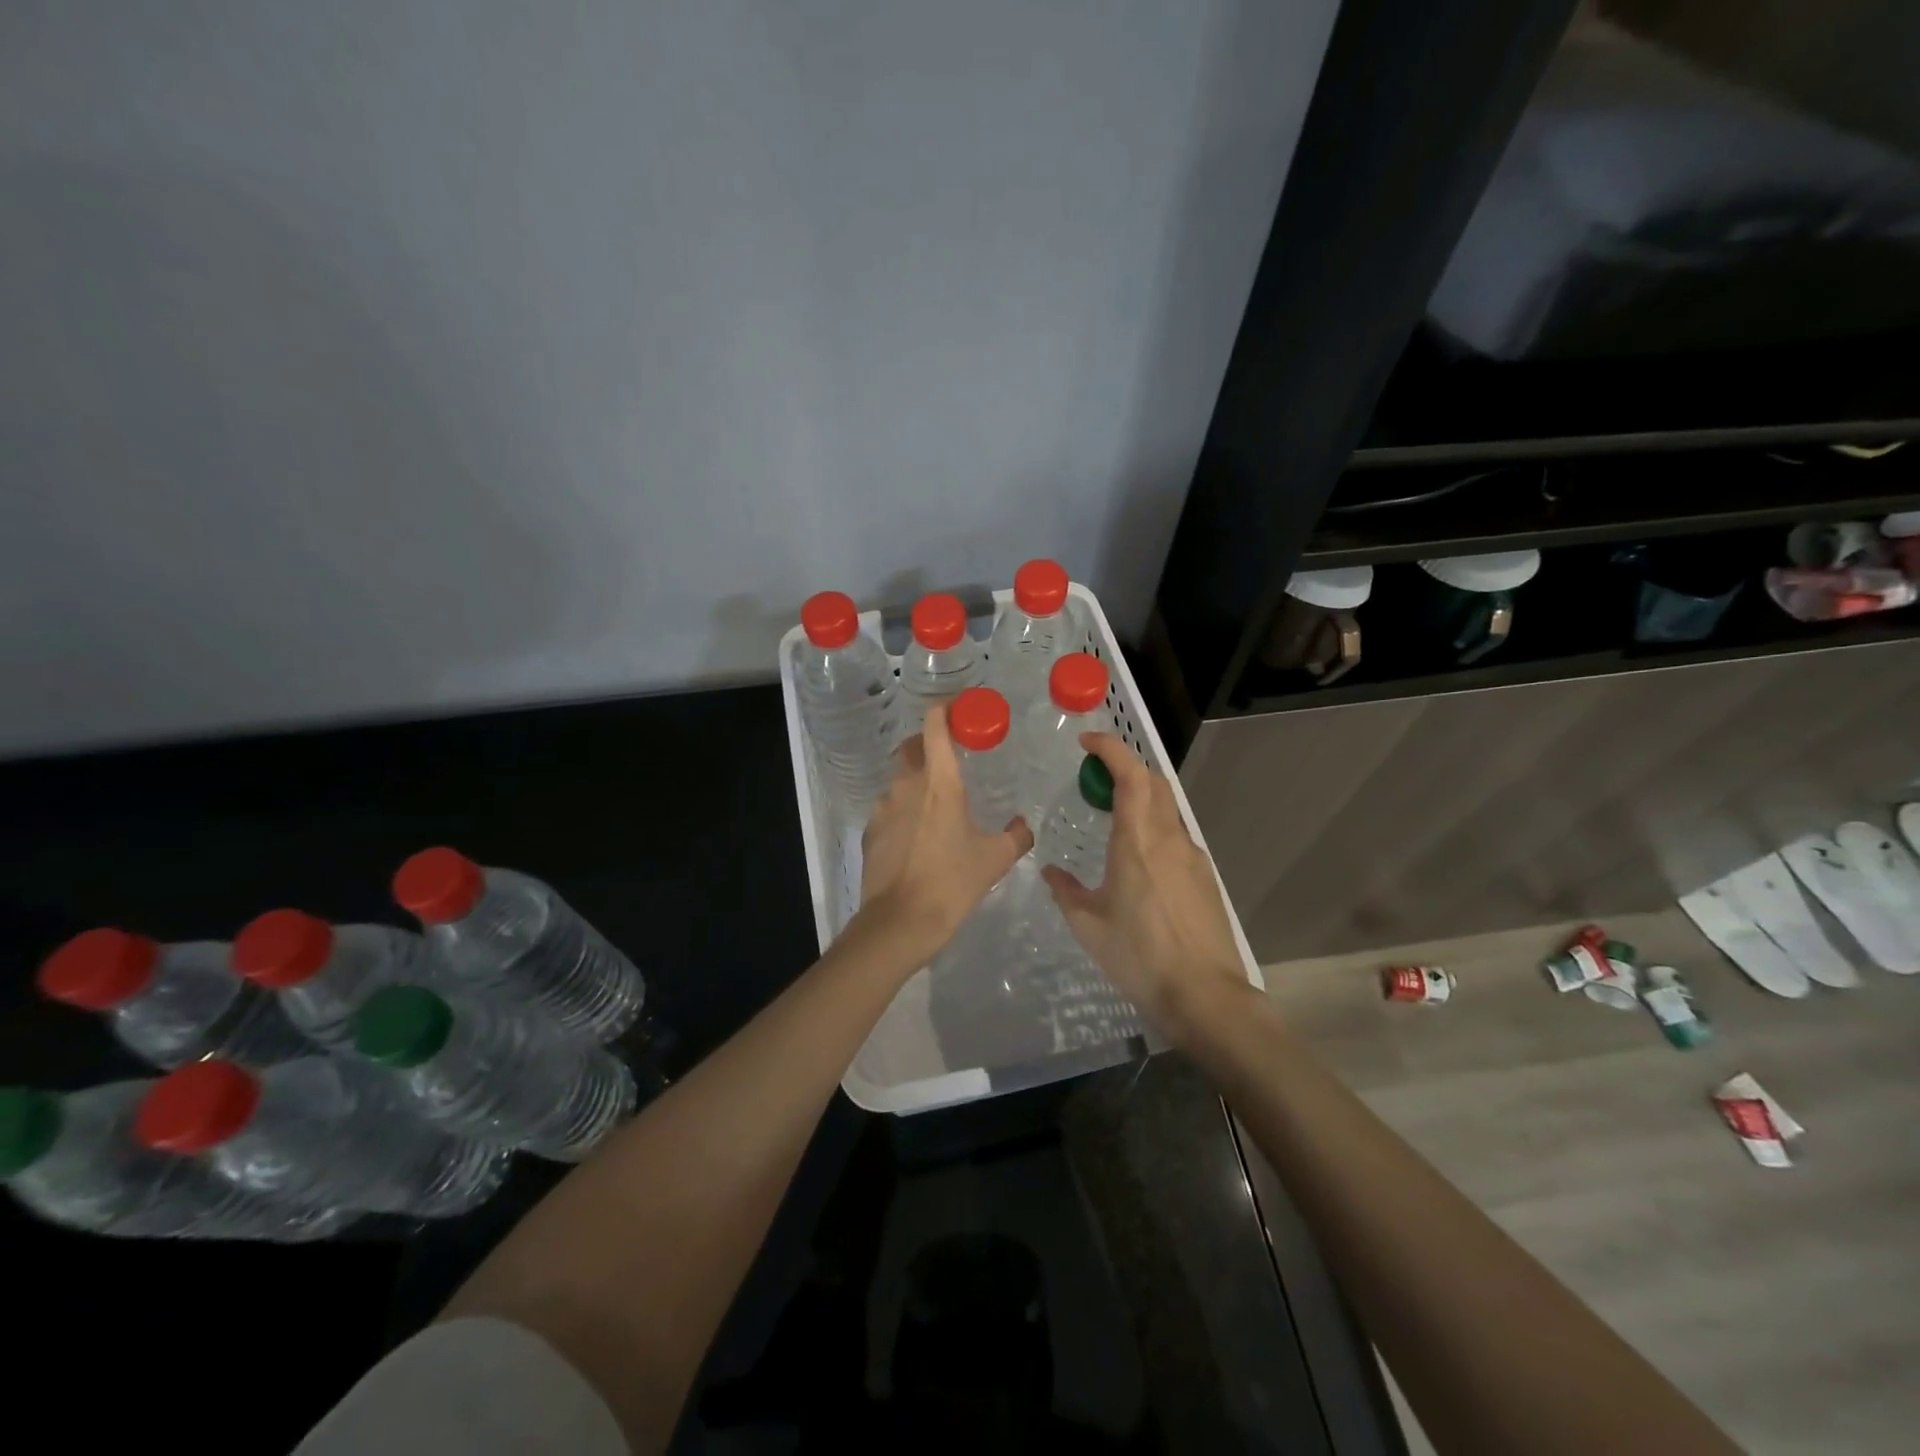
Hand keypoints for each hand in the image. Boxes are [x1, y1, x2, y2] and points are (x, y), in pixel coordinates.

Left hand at [855, 702, 1033, 971]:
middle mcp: (906, 785)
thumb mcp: (994, 859)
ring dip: (917, 781)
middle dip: (930, 743)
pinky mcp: (870, 831)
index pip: (935, 725)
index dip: (945, 709)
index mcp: (939, 782)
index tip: (961, 708)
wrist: (899, 923)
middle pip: (913, 746)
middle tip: (953, 759)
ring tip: (938, 807)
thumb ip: (1016, 836)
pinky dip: (905, 811)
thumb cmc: (952, 883)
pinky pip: (890, 808)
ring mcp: (883, 807)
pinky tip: (919, 837)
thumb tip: (1024, 825)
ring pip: (900, 779)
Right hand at [1040, 732, 1249, 1043]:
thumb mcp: (1089, 925)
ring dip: (1141, 798)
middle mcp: (1169, 838)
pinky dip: (1154, 827)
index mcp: (1138, 841)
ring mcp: (1192, 856)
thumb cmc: (1139, 956)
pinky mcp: (1204, 877)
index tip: (1086, 743)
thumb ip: (1066, 891)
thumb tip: (1051, 872)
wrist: (1204, 995)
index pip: (1130, 774)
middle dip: (1124, 768)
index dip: (1110, 749)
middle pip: (1153, 782)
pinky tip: (1138, 860)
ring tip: (1112, 819)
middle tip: (1094, 781)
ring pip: (1167, 808)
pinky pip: (1175, 835)